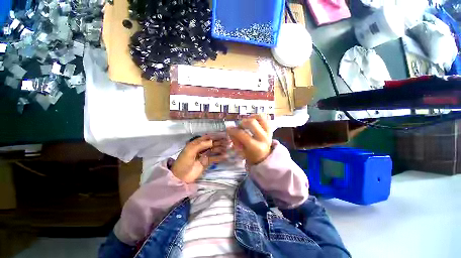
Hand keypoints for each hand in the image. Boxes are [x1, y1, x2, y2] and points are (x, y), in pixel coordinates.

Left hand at [171, 135, 227, 182]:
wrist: (180, 177)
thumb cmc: (183, 162)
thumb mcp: (190, 151)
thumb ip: (201, 145)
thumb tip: (212, 141)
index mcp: (196, 144)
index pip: (207, 138)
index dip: (214, 136)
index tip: (223, 135)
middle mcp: (201, 148)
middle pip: (212, 143)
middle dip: (220, 142)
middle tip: (228, 142)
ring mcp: (204, 155)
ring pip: (214, 150)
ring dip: (221, 148)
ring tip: (228, 148)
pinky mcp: (206, 162)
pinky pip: (214, 158)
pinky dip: (219, 157)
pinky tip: (225, 156)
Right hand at [227, 114, 272, 164]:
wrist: (264, 156)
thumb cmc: (251, 155)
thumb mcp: (241, 152)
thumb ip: (235, 141)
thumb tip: (230, 130)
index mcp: (256, 147)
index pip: (242, 134)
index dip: (233, 130)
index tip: (228, 129)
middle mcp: (264, 138)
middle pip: (251, 122)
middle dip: (242, 123)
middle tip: (239, 127)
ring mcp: (268, 132)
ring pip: (260, 117)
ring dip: (251, 117)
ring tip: (246, 122)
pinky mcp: (270, 128)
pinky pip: (265, 117)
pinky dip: (257, 117)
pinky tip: (252, 120)